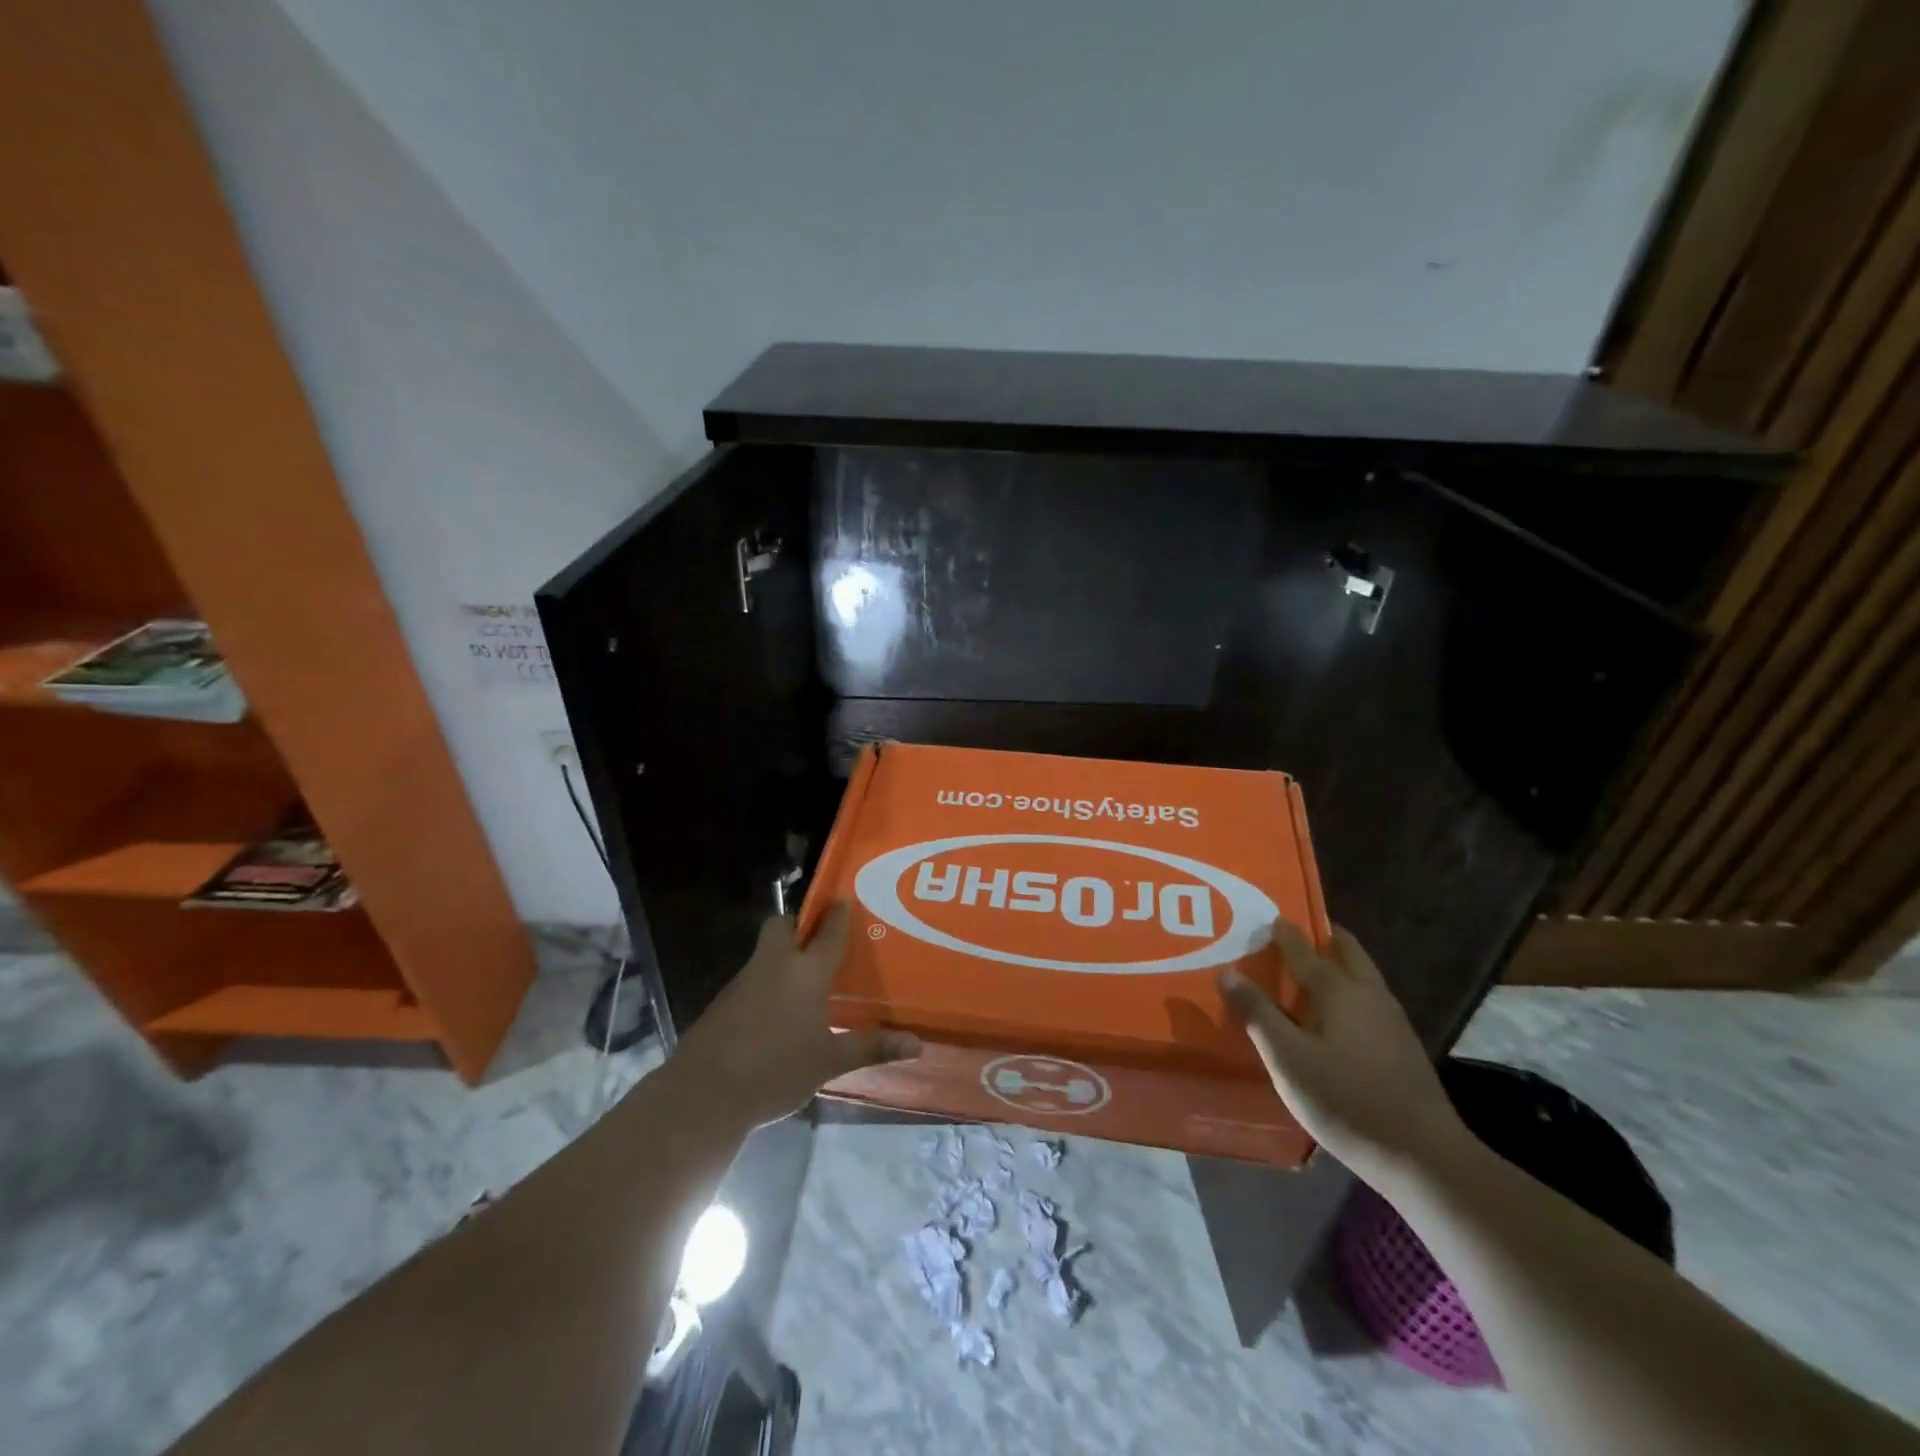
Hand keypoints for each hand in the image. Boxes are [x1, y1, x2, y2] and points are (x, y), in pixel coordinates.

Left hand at [671, 904, 920, 1129]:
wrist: (705, 1093)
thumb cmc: (777, 1069)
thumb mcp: (829, 1062)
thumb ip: (871, 1047)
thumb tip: (917, 1044)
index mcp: (805, 972)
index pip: (828, 932)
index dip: (839, 913)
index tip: (846, 897)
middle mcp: (774, 966)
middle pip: (782, 926)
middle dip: (797, 924)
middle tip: (817, 939)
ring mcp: (743, 982)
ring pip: (764, 953)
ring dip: (781, 956)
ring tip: (803, 980)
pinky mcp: (722, 1003)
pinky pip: (751, 980)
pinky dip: (765, 985)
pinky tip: (776, 1013)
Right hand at [1218, 922, 1470, 1186]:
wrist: (1423, 1156)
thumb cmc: (1345, 1099)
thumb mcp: (1286, 1058)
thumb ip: (1256, 1013)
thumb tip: (1227, 972)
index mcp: (1336, 988)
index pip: (1302, 946)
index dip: (1281, 931)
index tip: (1264, 918)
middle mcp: (1367, 991)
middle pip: (1344, 948)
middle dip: (1319, 937)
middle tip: (1289, 938)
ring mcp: (1391, 1018)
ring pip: (1361, 973)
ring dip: (1337, 963)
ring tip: (1308, 973)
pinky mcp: (1403, 1044)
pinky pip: (1369, 998)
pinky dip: (1349, 990)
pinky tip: (1336, 1017)